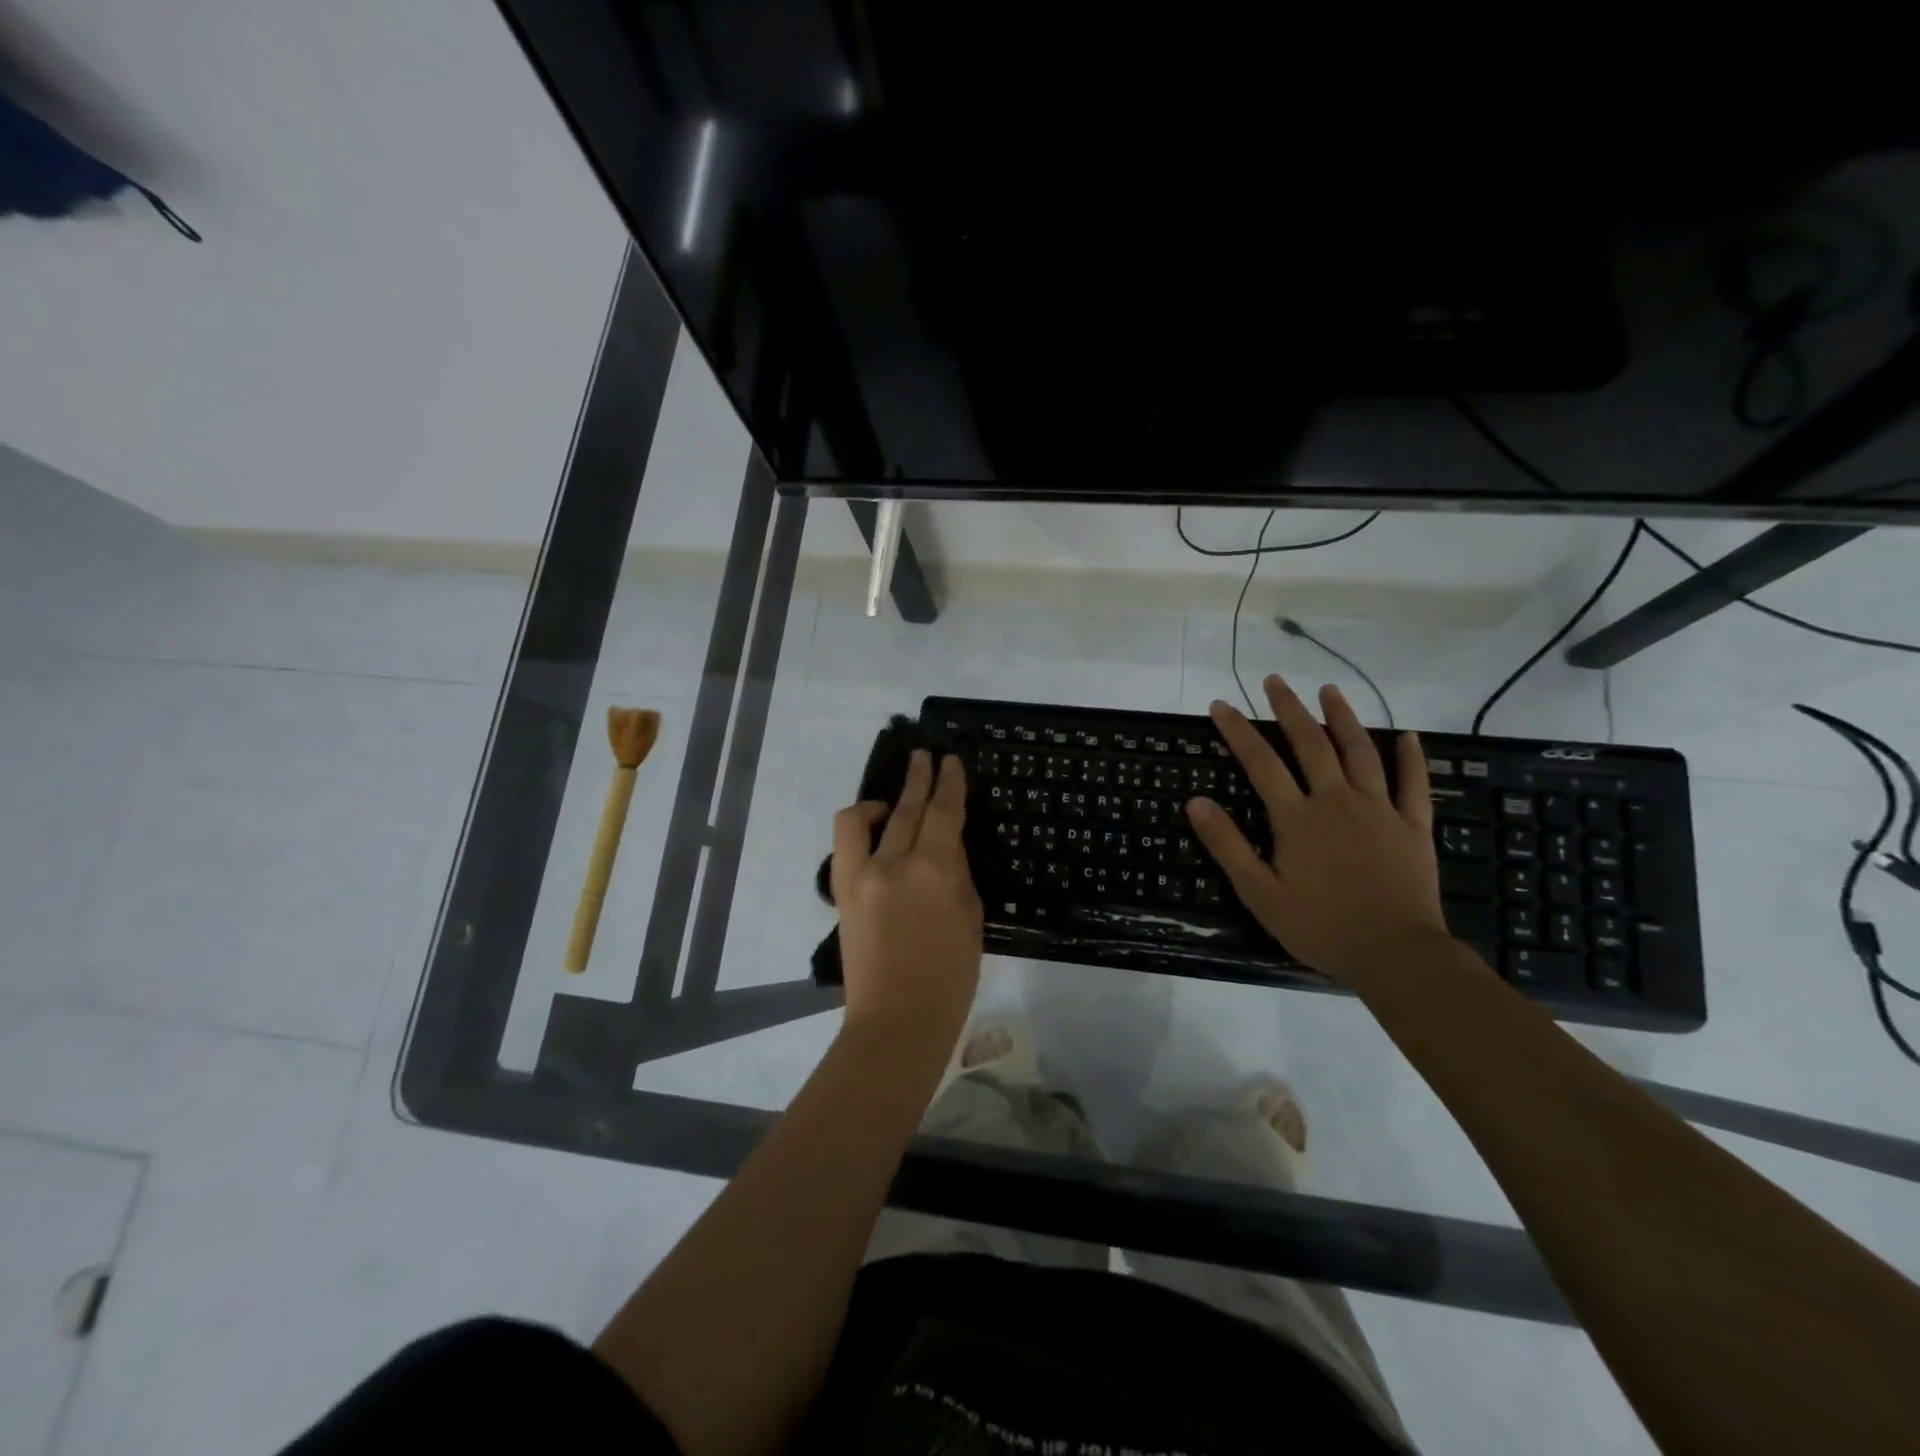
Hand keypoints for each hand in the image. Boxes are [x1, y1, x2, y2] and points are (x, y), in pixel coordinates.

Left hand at [831, 750, 982, 1048]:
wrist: (896, 1021)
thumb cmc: (949, 978)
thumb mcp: (970, 919)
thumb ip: (956, 874)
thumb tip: (945, 847)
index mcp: (935, 871)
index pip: (944, 812)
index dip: (949, 782)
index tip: (951, 760)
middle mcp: (894, 863)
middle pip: (907, 807)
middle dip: (919, 777)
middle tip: (925, 756)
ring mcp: (860, 875)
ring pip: (863, 818)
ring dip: (882, 799)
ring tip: (893, 799)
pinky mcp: (841, 891)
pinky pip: (845, 844)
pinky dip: (859, 828)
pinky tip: (874, 831)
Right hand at [1186, 676, 1454, 986]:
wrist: (1395, 954)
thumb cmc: (1320, 926)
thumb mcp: (1259, 893)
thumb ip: (1228, 845)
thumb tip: (1196, 802)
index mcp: (1297, 818)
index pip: (1261, 762)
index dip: (1238, 730)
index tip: (1221, 705)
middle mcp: (1337, 801)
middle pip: (1310, 744)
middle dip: (1289, 709)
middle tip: (1274, 680)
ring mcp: (1380, 810)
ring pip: (1361, 752)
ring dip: (1343, 718)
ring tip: (1330, 690)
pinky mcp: (1413, 826)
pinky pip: (1414, 784)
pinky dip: (1411, 757)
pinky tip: (1409, 735)